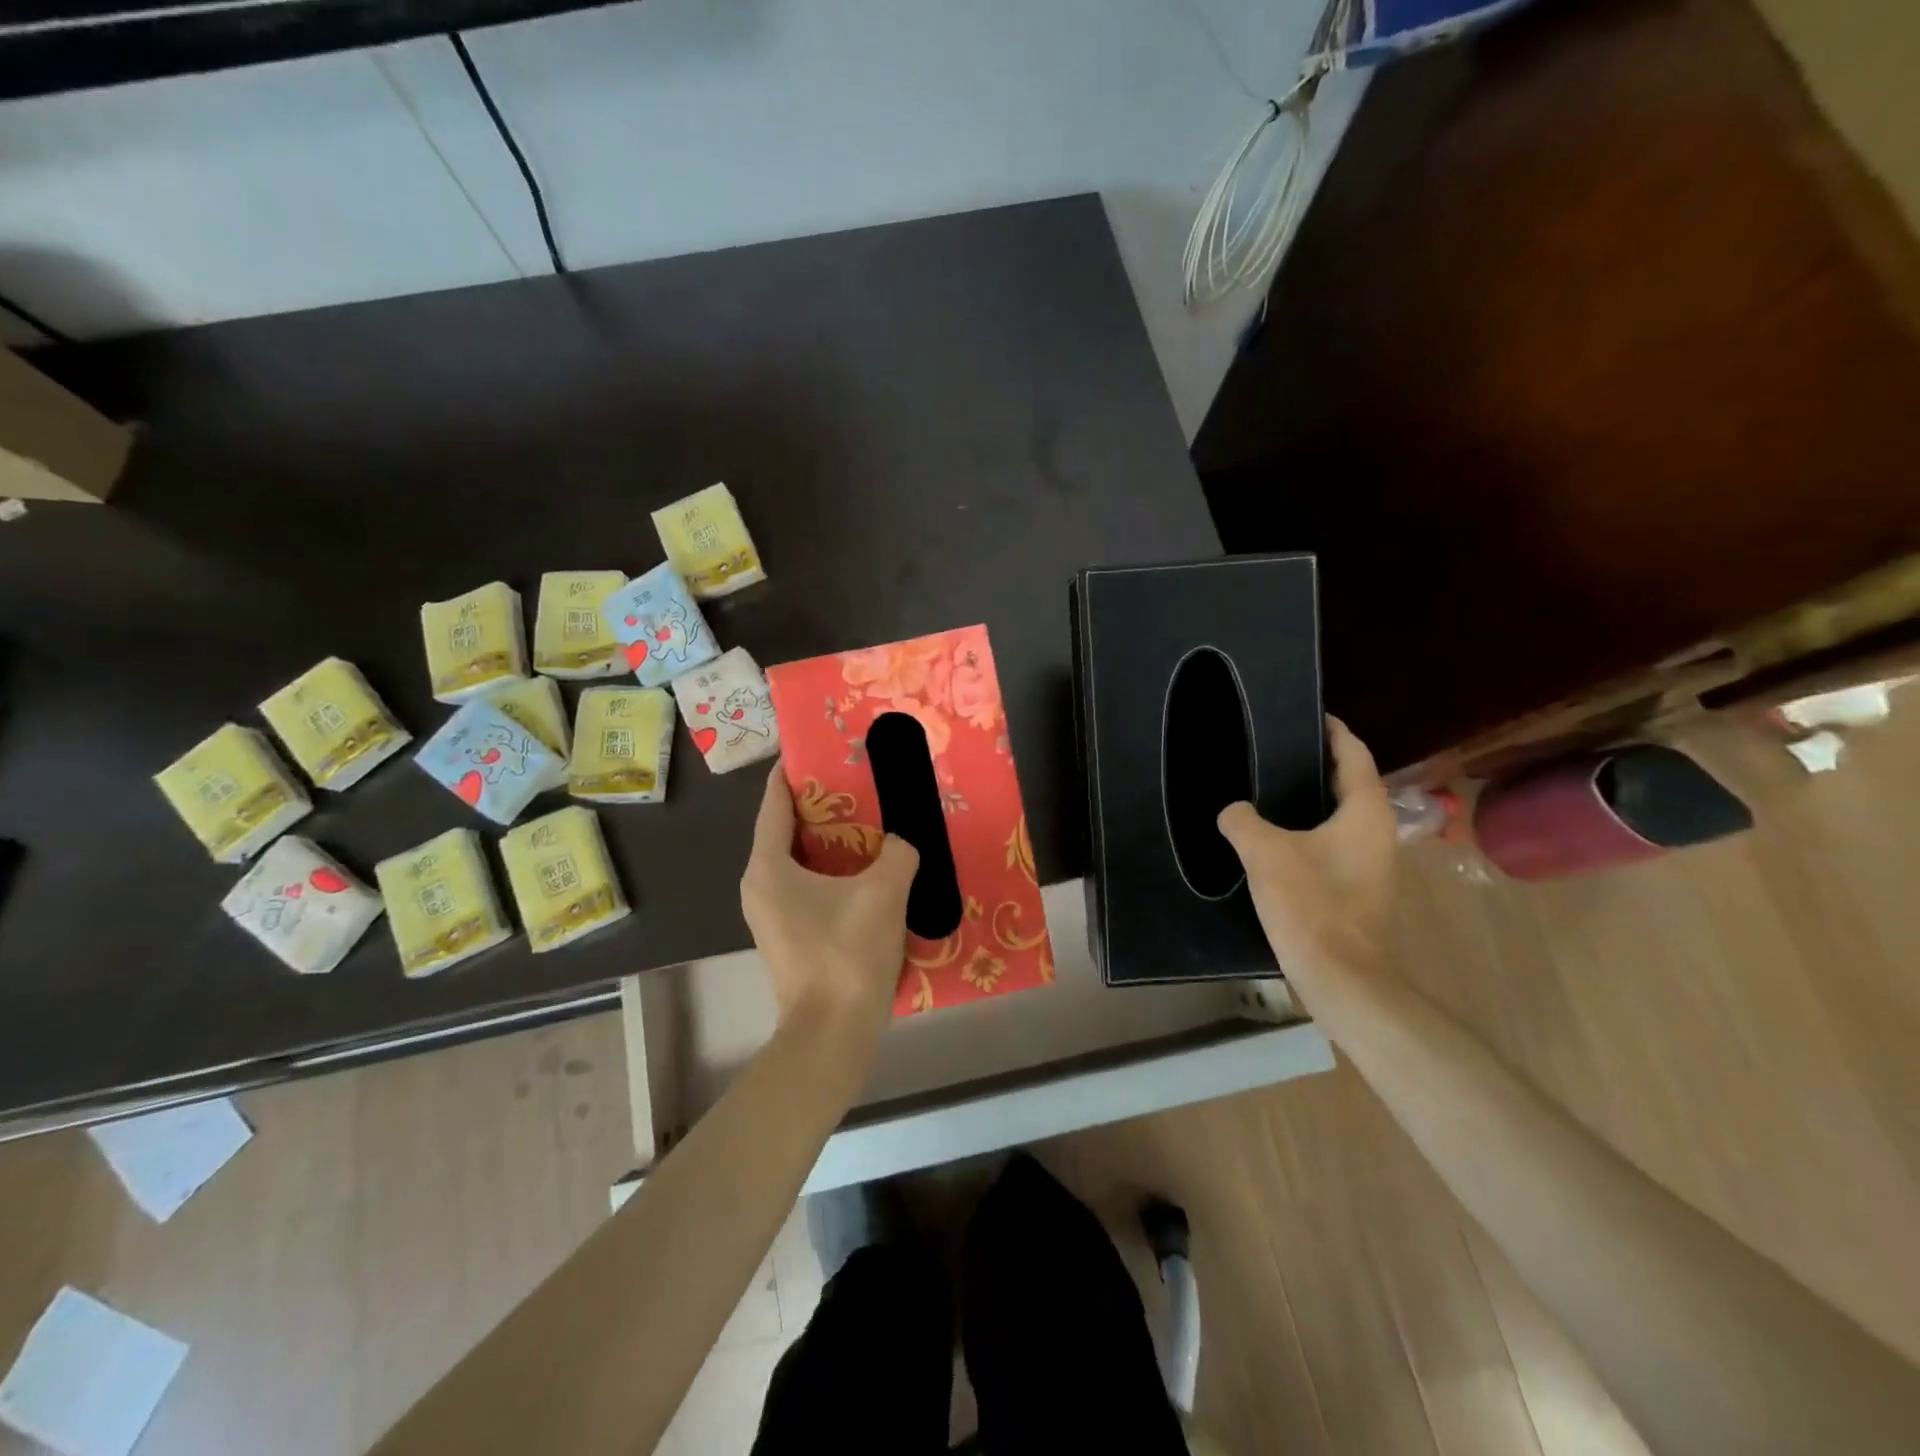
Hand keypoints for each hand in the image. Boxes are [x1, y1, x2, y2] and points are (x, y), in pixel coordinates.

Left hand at [741, 761, 919, 1056]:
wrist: (833, 1033)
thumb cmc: (847, 954)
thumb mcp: (883, 892)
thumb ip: (898, 853)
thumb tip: (903, 843)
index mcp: (768, 867)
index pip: (773, 805)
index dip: (790, 774)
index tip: (811, 750)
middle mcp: (760, 886)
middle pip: (786, 831)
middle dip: (819, 807)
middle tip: (855, 784)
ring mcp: (772, 916)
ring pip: (799, 863)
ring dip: (829, 843)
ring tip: (867, 823)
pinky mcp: (790, 937)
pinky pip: (808, 888)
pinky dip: (832, 873)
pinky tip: (867, 872)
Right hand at [1217, 717, 1395, 997]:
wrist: (1340, 975)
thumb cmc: (1310, 903)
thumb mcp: (1264, 853)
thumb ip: (1242, 821)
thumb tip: (1233, 811)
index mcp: (1365, 813)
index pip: (1354, 755)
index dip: (1334, 731)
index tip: (1311, 714)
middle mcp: (1377, 833)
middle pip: (1351, 784)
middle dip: (1320, 764)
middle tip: (1280, 749)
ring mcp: (1372, 864)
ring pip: (1342, 816)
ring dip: (1315, 800)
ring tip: (1272, 789)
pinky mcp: (1358, 889)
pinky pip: (1334, 843)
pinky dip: (1311, 830)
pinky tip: (1277, 837)